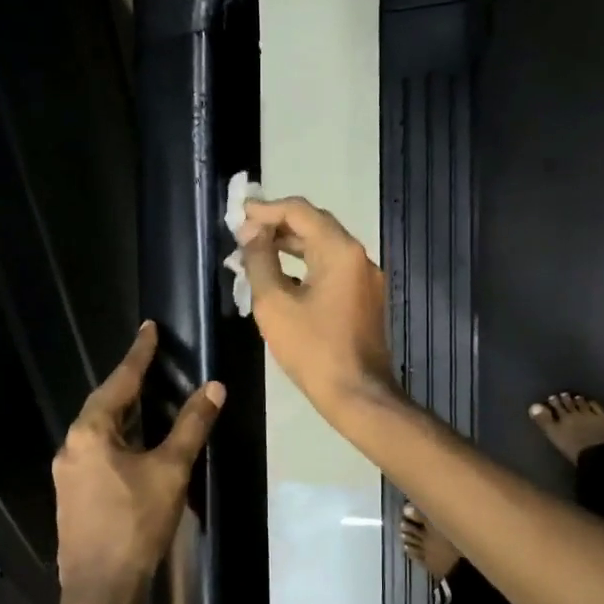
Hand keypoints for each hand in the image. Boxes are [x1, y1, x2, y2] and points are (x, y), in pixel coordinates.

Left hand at [52, 322, 224, 603]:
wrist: (101, 589)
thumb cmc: (136, 523)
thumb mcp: (170, 470)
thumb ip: (191, 426)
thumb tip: (213, 388)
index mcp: (90, 432)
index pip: (119, 382)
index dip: (139, 355)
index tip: (149, 328)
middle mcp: (72, 446)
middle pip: (105, 404)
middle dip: (129, 383)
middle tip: (151, 362)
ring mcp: (68, 473)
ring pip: (100, 431)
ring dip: (125, 413)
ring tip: (148, 399)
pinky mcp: (74, 496)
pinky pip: (98, 452)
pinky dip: (120, 439)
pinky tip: (136, 447)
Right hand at [238, 196, 397, 417]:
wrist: (357, 394)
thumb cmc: (313, 349)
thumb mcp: (274, 304)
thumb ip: (260, 261)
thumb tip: (251, 232)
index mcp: (340, 251)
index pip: (300, 211)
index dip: (266, 209)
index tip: (238, 214)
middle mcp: (359, 257)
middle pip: (315, 225)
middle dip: (278, 224)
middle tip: (244, 232)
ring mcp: (365, 279)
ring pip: (324, 248)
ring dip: (291, 245)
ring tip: (256, 251)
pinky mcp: (364, 299)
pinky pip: (332, 269)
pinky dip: (306, 265)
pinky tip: (282, 277)